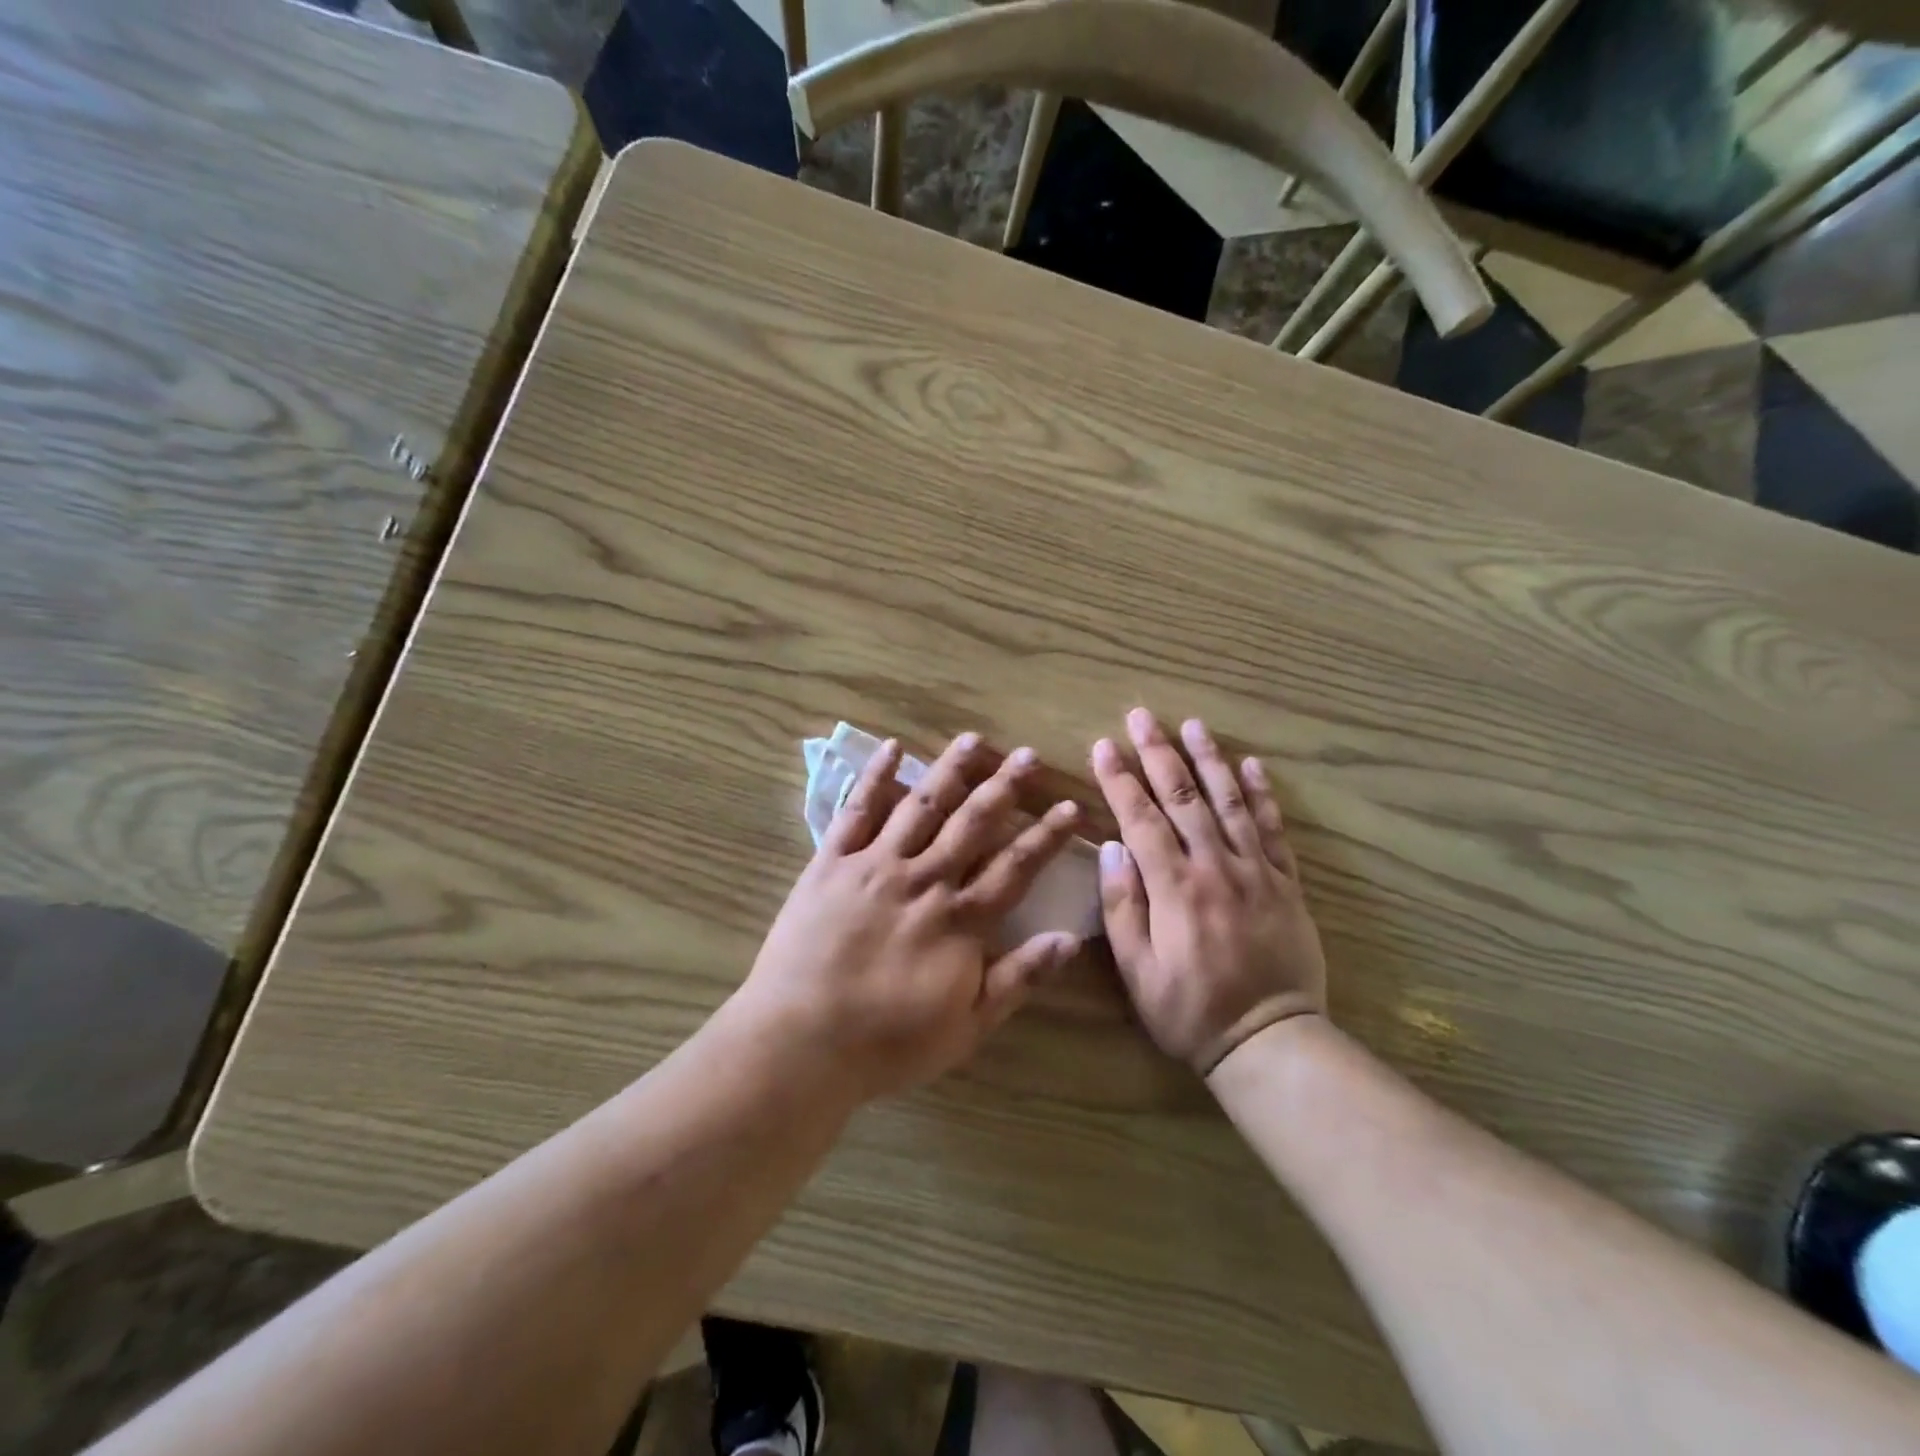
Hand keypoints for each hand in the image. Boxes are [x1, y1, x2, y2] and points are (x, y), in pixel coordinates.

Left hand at [738, 732, 1083, 1102]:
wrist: (801, 1041)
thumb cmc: (887, 1043)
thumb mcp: (967, 1026)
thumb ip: (1018, 978)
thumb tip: (1069, 938)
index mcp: (959, 920)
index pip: (1015, 868)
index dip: (1045, 836)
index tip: (1069, 808)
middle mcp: (923, 880)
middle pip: (971, 823)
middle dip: (1004, 787)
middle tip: (1028, 755)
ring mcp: (875, 865)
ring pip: (921, 805)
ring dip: (950, 770)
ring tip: (974, 739)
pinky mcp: (832, 863)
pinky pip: (857, 811)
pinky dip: (875, 777)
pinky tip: (892, 749)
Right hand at [1091, 709, 1325, 1076]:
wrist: (1271, 1040)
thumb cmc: (1190, 1010)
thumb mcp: (1138, 971)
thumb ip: (1123, 907)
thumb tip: (1112, 849)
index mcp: (1174, 888)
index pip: (1140, 819)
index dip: (1120, 779)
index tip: (1103, 746)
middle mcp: (1215, 867)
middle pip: (1183, 798)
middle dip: (1159, 753)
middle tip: (1142, 716)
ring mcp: (1256, 871)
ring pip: (1229, 802)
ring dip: (1209, 760)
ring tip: (1193, 725)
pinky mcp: (1286, 883)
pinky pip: (1273, 829)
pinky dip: (1262, 795)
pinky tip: (1252, 765)